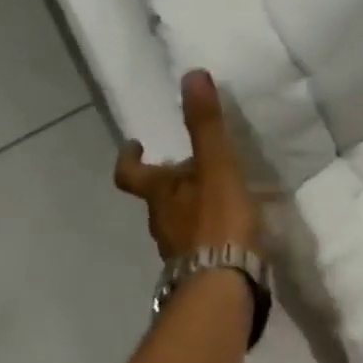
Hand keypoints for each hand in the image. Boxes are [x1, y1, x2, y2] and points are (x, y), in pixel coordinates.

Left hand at [115, 70, 260, 262]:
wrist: (224, 287)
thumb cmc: (216, 222)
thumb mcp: (215, 165)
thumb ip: (205, 124)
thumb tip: (191, 74)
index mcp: (160, 195)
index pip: (131, 175)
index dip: (129, 160)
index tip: (135, 144)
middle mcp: (162, 223)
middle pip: (158, 198)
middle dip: (172, 180)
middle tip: (194, 165)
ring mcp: (179, 251)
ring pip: (178, 221)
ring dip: (192, 206)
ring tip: (221, 195)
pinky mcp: (200, 270)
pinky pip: (200, 243)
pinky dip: (210, 232)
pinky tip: (233, 230)